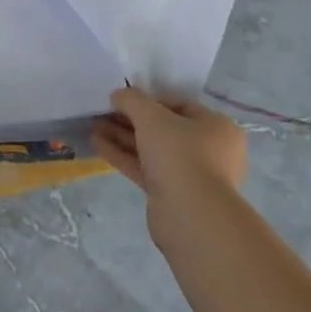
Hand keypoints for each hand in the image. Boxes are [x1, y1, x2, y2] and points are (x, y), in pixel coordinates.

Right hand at [92, 87, 246, 208]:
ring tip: (94, 127)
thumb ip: (132, 100)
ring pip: (152, 150)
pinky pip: (146, 170)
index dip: (149, 100)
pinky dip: (124, 157)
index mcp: (216, 127)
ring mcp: (191, 176)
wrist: (190, 217)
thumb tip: (118, 94)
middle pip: (163, 129)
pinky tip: (98, 145)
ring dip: (123, 138)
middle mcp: (209, 151)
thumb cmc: (180, 154)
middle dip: (131, 120)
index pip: (179, 105)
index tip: (123, 99)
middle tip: (104, 113)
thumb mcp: (152, 116)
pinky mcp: (172, 196)